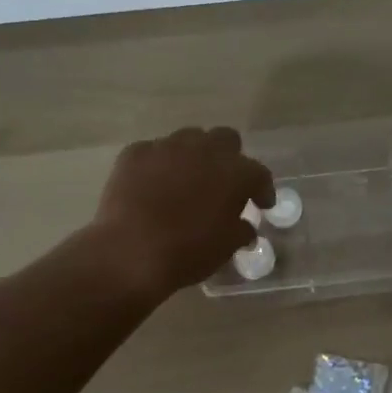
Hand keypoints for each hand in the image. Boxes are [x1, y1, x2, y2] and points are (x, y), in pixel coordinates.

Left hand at [94, 127, 274, 297]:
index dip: (262, 190)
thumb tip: (245, 226)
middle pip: (226, 139)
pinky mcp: (135, 153)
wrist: (128, 253)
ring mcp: (167, 147)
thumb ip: (241, 230)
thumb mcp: (225, 248)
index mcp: (234, 172)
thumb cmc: (186, 252)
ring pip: (189, 139)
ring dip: (194, 156)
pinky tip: (152, 185)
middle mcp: (204, 150)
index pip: (259, 173)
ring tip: (186, 180)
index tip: (261, 205)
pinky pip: (154, 151)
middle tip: (223, 183)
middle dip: (228, 158)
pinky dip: (158, 165)